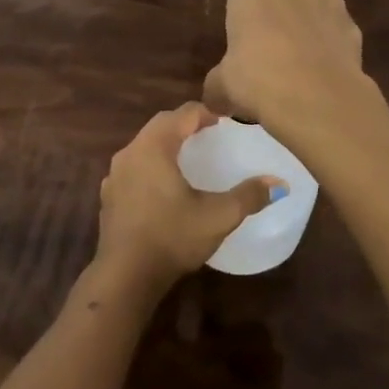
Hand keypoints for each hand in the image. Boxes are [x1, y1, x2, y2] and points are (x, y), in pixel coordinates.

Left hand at [97, 103, 283, 291]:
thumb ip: (249, 196)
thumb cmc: (172, 237)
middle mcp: (130, 153)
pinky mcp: (108, 196)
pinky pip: (134, 167)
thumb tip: (280, 183)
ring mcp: (115, 175)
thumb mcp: (218, 216)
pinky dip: (151, 165)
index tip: (226, 121)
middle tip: (210, 133)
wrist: (125, 276)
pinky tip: (164, 186)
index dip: (206, 112)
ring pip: (144, 146)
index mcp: (154, 147)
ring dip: (166, 144)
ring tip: (189, 157)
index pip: (182, 114)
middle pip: (160, 125)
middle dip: (185, 124)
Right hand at [202, 0, 367, 132]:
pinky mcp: (354, 27)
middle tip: (271, 42)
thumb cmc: (258, 80)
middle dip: (282, 3)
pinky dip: (330, 45)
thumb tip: (215, 97)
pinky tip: (323, 74)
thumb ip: (219, 81)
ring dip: (308, 23)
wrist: (319, 102)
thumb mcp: (223, 85)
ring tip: (300, 62)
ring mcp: (330, 1)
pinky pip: (336, 29)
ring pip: (315, 3)